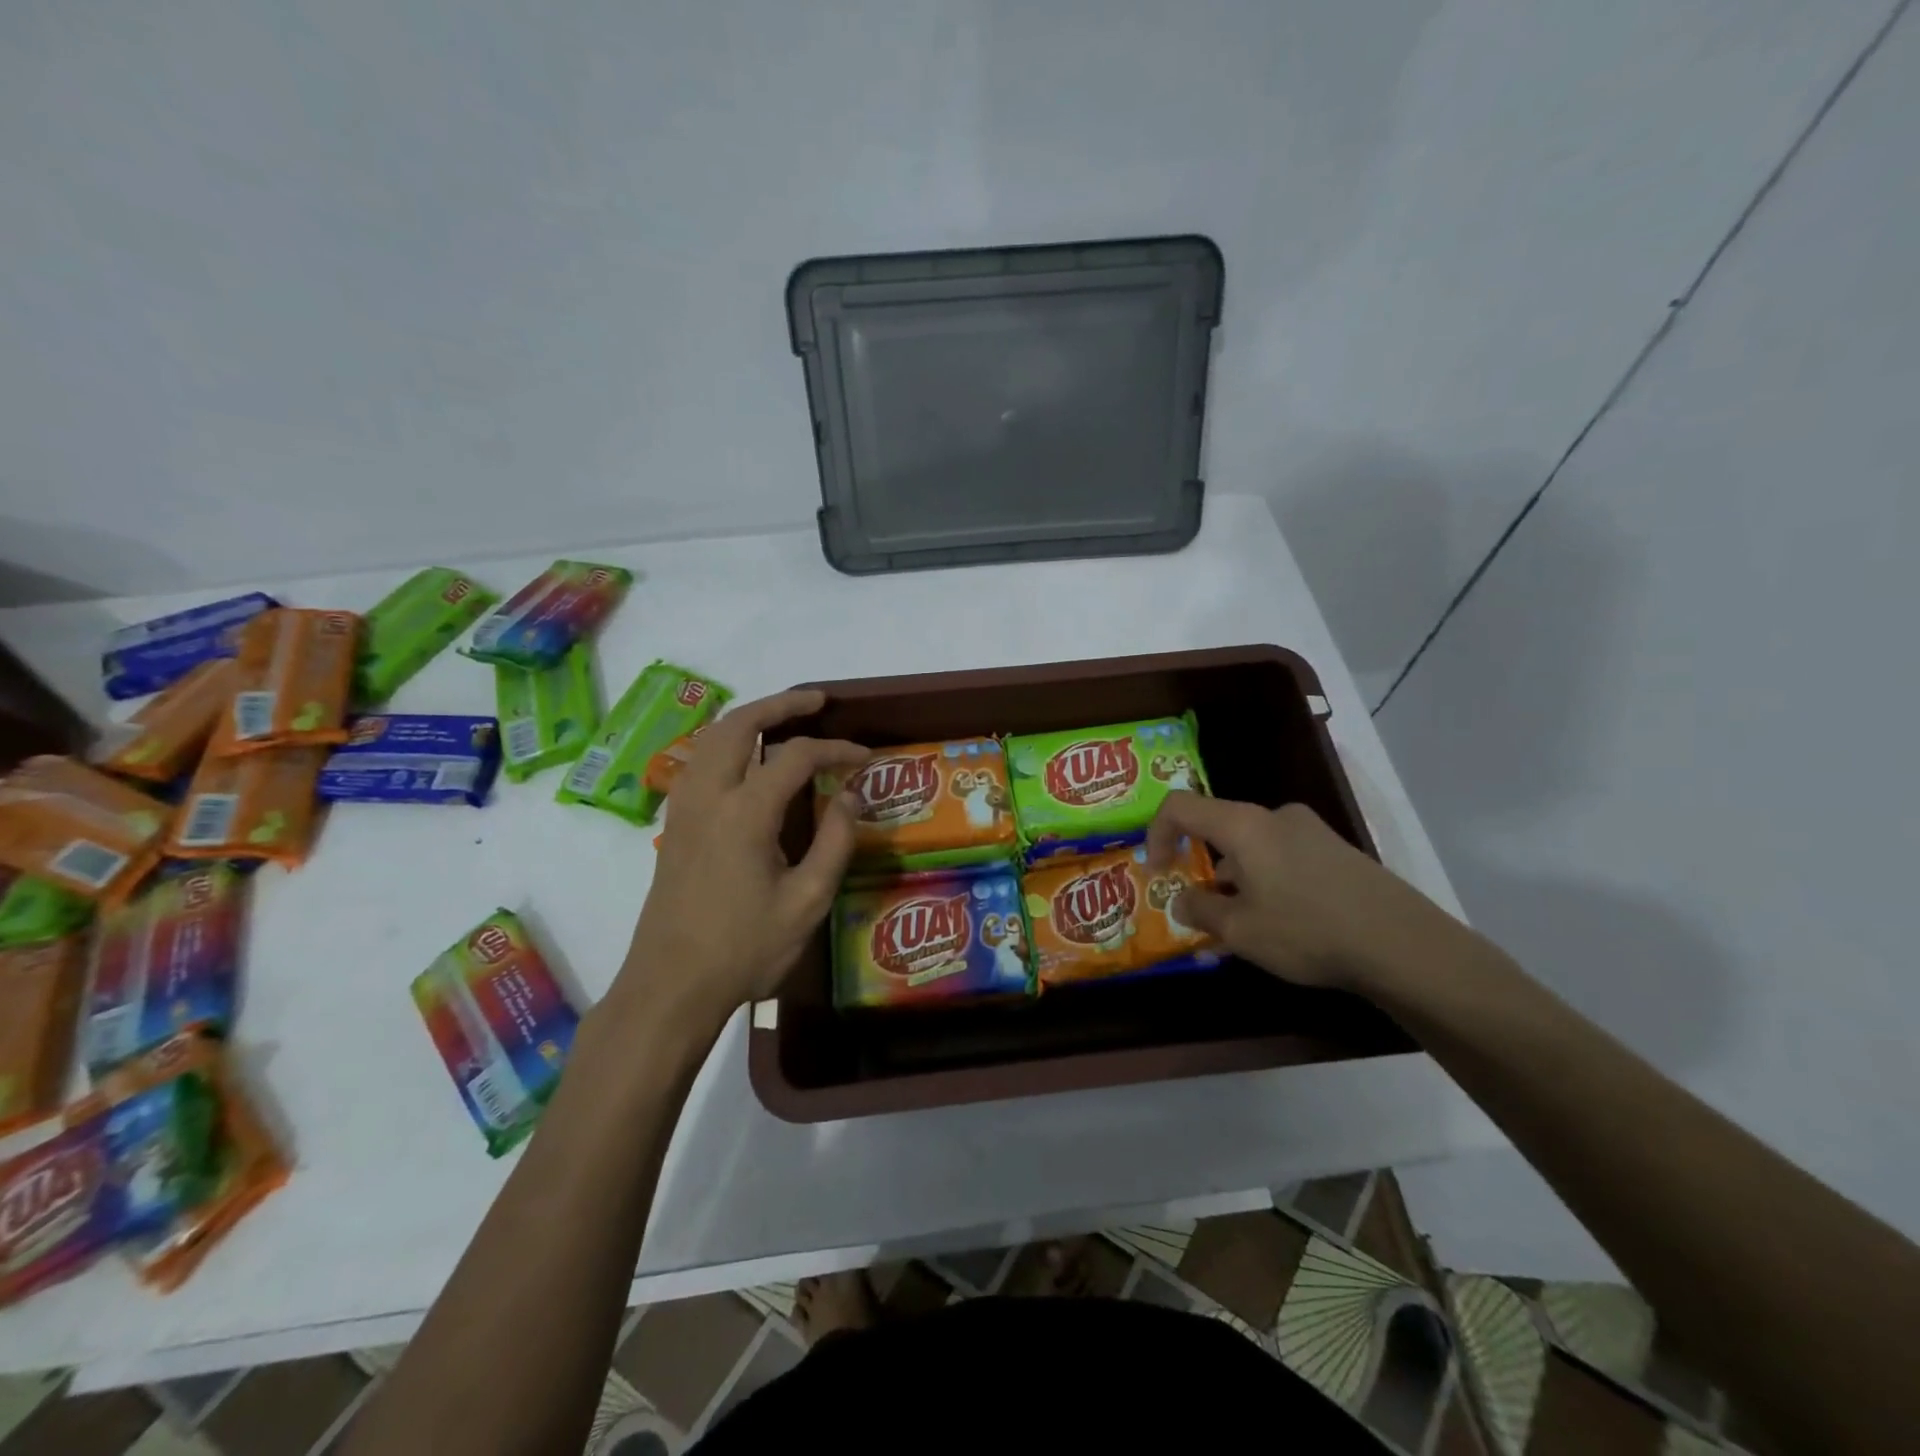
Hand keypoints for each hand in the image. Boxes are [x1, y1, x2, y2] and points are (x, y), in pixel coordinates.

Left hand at [616, 690, 867, 1030]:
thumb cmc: (744, 949)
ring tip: (784, 718)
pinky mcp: (674, 825)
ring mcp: (684, 808)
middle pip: (739, 724)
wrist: (670, 987)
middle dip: (780, 704)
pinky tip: (745, 759)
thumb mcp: (807, 901)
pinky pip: (698, 761)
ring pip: (711, 738)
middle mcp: (708, 796)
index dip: (835, 749)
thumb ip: (835, 841)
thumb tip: (852, 794)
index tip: (865, 757)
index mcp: (745, 813)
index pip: (795, 756)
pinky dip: (726, 742)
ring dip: (749, 718)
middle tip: (817, 700)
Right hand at [1144, 792, 1471, 995]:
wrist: (1404, 946)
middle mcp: (1276, 816)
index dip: (1156, 834)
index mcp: (1244, 825)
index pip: (1180, 807)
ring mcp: (1312, 831)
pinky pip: (1284, 857)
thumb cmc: (1307, 931)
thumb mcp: (1240, 930)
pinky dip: (1268, 881)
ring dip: (1237, 878)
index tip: (1157, 873)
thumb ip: (1200, 910)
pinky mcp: (1338, 852)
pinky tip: (1285, 924)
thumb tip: (1183, 900)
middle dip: (1202, 866)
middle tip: (1204, 910)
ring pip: (1253, 847)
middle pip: (1220, 828)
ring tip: (1246, 927)